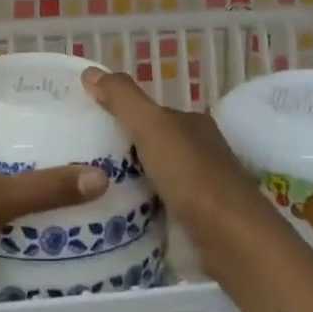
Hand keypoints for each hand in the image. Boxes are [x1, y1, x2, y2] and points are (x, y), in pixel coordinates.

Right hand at [82, 68, 272, 244]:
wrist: (231, 239)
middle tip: (81, 161)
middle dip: (120, 151)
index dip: (119, 115)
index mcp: (192, 123)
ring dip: (127, 181)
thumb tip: (90, 72)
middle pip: (150, 145)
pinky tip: (116, 215)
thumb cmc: (191, 176)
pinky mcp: (196, 219)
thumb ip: (123, 98)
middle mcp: (199, 150)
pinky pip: (158, 205)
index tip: (86, 127)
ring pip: (153, 176)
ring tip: (89, 189)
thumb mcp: (152, 126)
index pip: (149, 113)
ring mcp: (199, 187)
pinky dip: (139, 207)